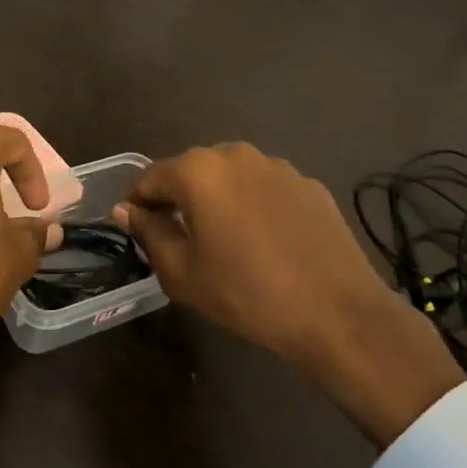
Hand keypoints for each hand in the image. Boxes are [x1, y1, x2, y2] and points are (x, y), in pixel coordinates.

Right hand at [116, 143, 464, 446]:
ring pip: (230, 177)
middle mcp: (234, 154)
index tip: (139, 232)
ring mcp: (276, 165)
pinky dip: (255, 205)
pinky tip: (267, 242)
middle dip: (180, 199)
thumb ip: (149, 233)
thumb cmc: (247, 294)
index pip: (150, 177)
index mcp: (197, 171)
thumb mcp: (183, 273)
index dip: (139, 205)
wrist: (338, 313)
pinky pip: (265, 188)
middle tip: (182, 240)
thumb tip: (128, 210)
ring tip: (228, 241)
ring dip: (219, 199)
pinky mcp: (308, 183)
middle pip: (191, 172)